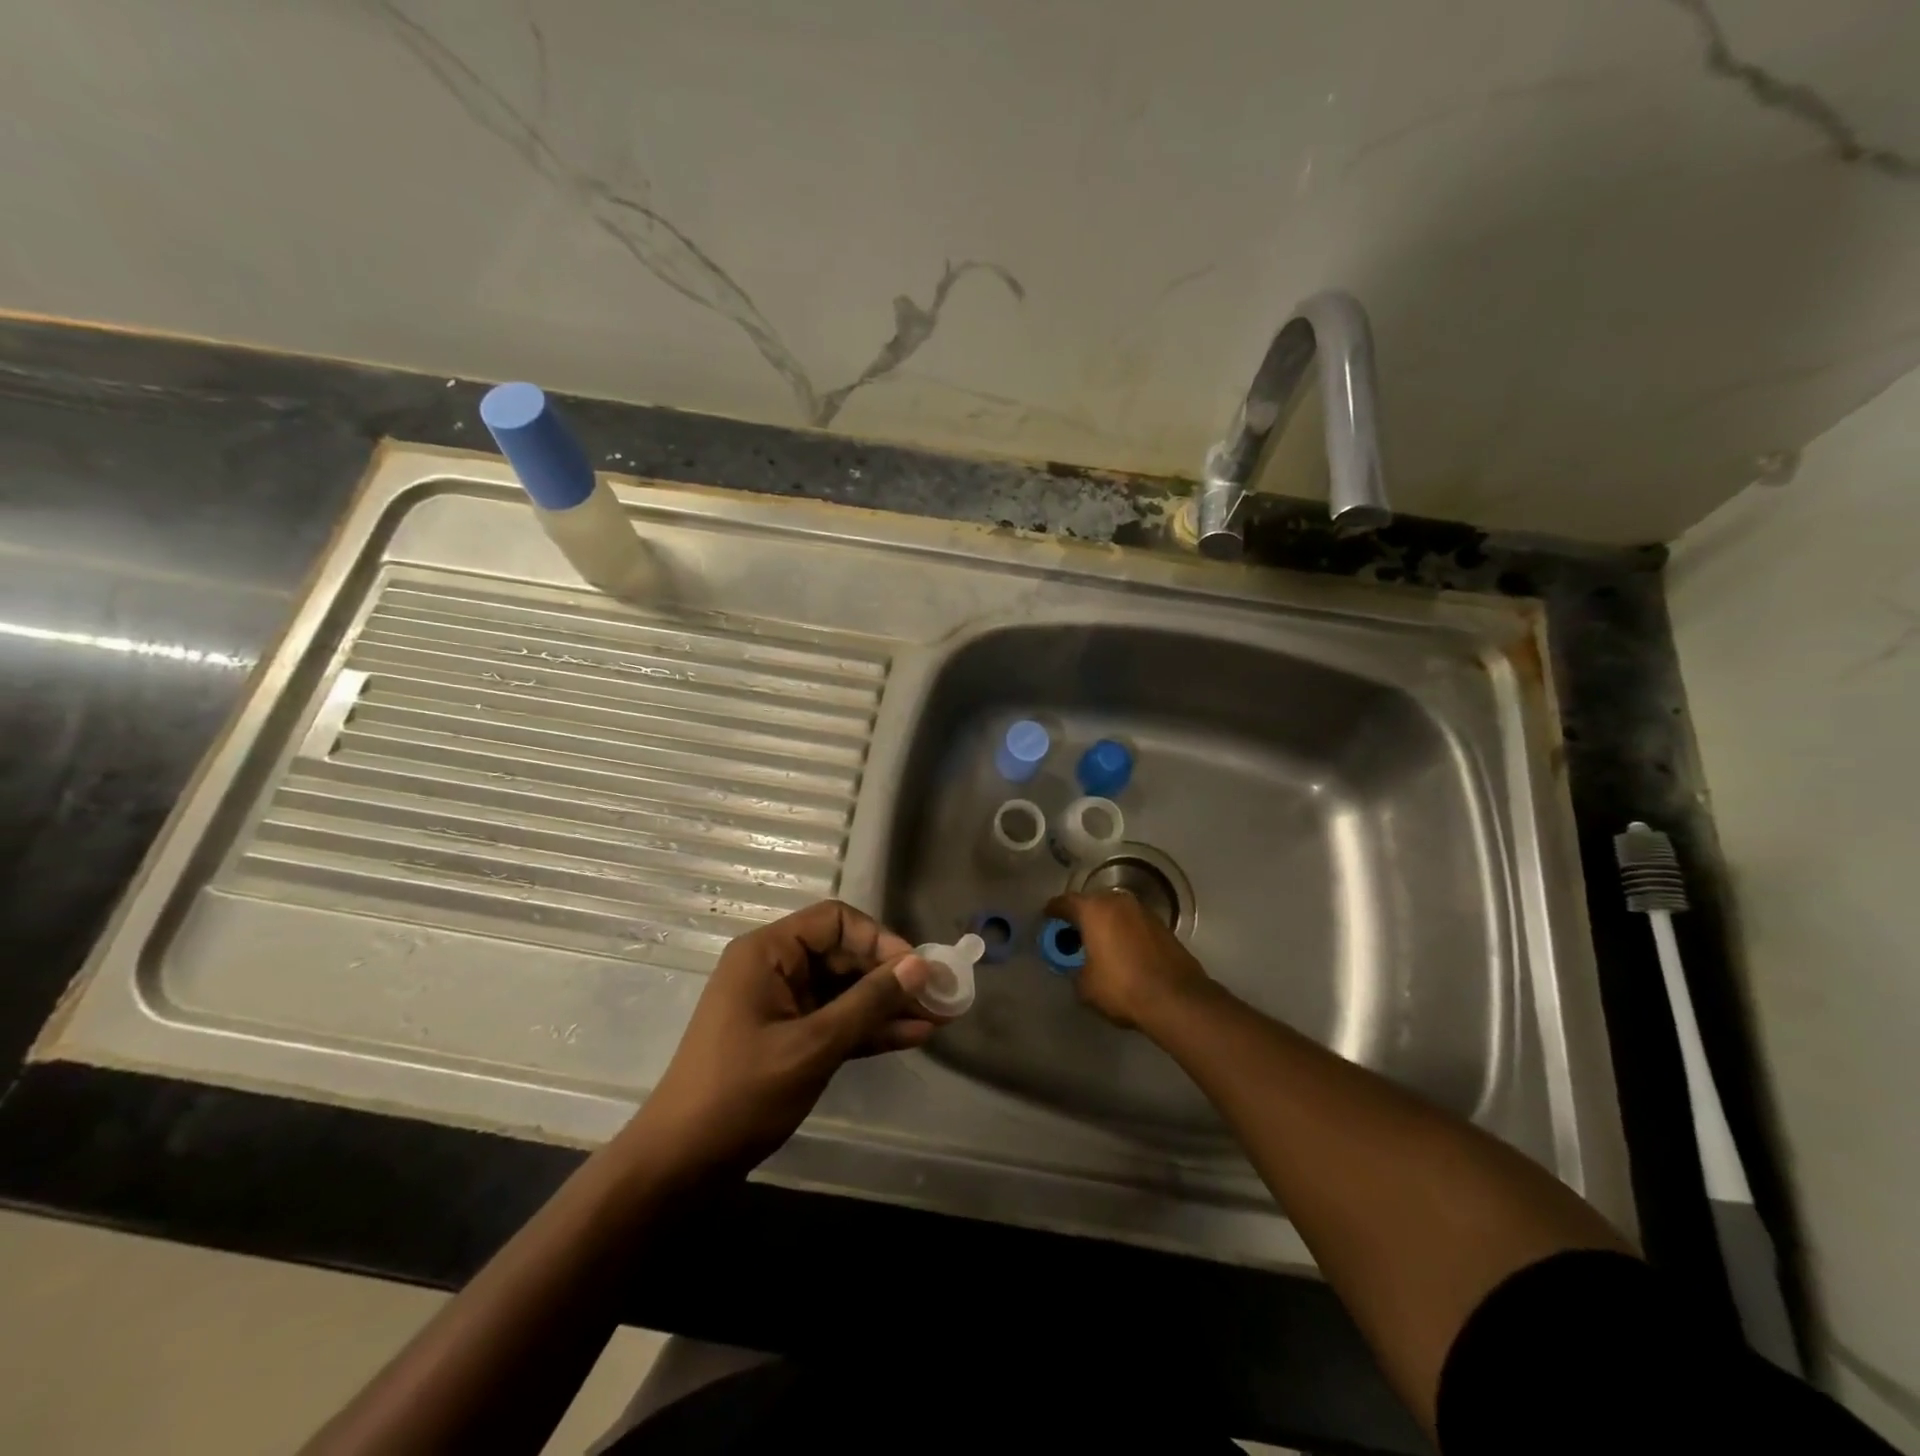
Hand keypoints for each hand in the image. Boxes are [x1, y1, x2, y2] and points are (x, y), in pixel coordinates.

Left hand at [628, 901, 934, 1179]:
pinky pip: (836, 1020)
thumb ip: (868, 1003)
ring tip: (938, 1017)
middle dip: (891, 975)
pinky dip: (868, 1028)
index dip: (879, 938)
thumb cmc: (742, 1093)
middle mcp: (775, 968)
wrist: (682, 1164)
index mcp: (768, 953)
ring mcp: (782, 1004)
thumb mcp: (813, 1045)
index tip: (915, 967)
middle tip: (939, 995)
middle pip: (844, 954)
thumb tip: (919, 965)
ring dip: (887, 1004)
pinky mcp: (789, 1037)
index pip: (834, 921)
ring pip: (845, 990)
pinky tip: (912, 1035)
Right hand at [1044, 889, 1211, 1030]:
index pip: (1064, 902)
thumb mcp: (1085, 985)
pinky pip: (1132, 921)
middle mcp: (1117, 901)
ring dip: (1104, 922)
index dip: (1053, 911)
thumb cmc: (1122, 987)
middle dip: (1080, 916)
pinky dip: (1123, 930)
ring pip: (1114, 910)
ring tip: (1099, 943)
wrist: (1176, 998)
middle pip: (1091, 902)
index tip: (1047, 919)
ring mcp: (1142, 910)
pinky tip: (1122, 950)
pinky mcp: (1161, 924)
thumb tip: (1080, 967)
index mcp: (1093, 909)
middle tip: (1072, 934)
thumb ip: (1075, 969)